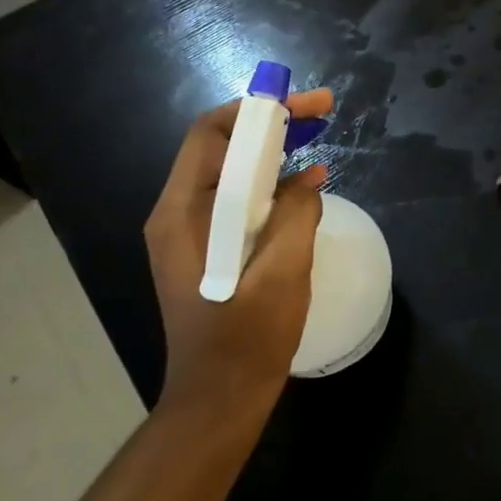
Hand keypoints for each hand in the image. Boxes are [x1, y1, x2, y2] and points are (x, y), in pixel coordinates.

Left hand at [143, 89, 332, 414]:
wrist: (219, 398)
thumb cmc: (247, 339)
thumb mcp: (282, 273)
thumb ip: (297, 215)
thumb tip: (309, 177)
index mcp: (184, 214)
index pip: (210, 135)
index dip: (256, 109)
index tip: (303, 102)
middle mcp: (178, 214)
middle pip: (221, 147)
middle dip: (270, 123)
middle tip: (322, 111)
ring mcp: (191, 232)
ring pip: (231, 171)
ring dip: (272, 149)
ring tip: (317, 136)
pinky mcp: (208, 248)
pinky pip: (237, 198)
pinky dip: (269, 181)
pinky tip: (305, 184)